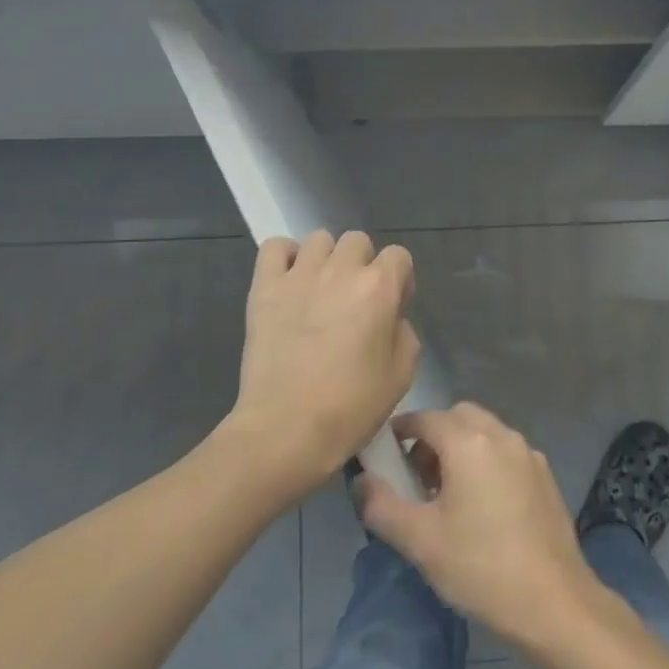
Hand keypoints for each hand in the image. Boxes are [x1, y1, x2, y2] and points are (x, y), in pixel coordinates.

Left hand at [223, 230, 420, 500]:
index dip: (399, 281)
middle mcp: (341, 270)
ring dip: (327, 259)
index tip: (391, 309)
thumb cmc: (351, 407)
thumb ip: (403, 332)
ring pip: (320, 239)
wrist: (286, 429)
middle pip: (358, 241)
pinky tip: (290, 282)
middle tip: (355, 301)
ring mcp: (299, 275)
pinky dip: (285, 257)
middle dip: (363, 265)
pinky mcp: (265, 288)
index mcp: (379, 288)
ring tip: (321, 291)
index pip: (399, 256)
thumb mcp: (402, 374)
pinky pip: (275, 247)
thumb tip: (389, 318)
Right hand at [356, 403, 602, 650]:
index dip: (400, 431)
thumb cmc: (480, 566)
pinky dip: (487, 462)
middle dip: (434, 437)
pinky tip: (482, 508)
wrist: (553, 601)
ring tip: (447, 496)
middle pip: (459, 417)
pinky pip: (506, 453)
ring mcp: (529, 454)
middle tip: (418, 478)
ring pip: (486, 433)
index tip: (385, 456)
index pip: (425, 418)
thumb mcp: (419, 540)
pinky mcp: (545, 476)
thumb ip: (381, 505)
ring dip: (461, 448)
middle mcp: (502, 436)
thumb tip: (361, 481)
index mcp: (469, 442)